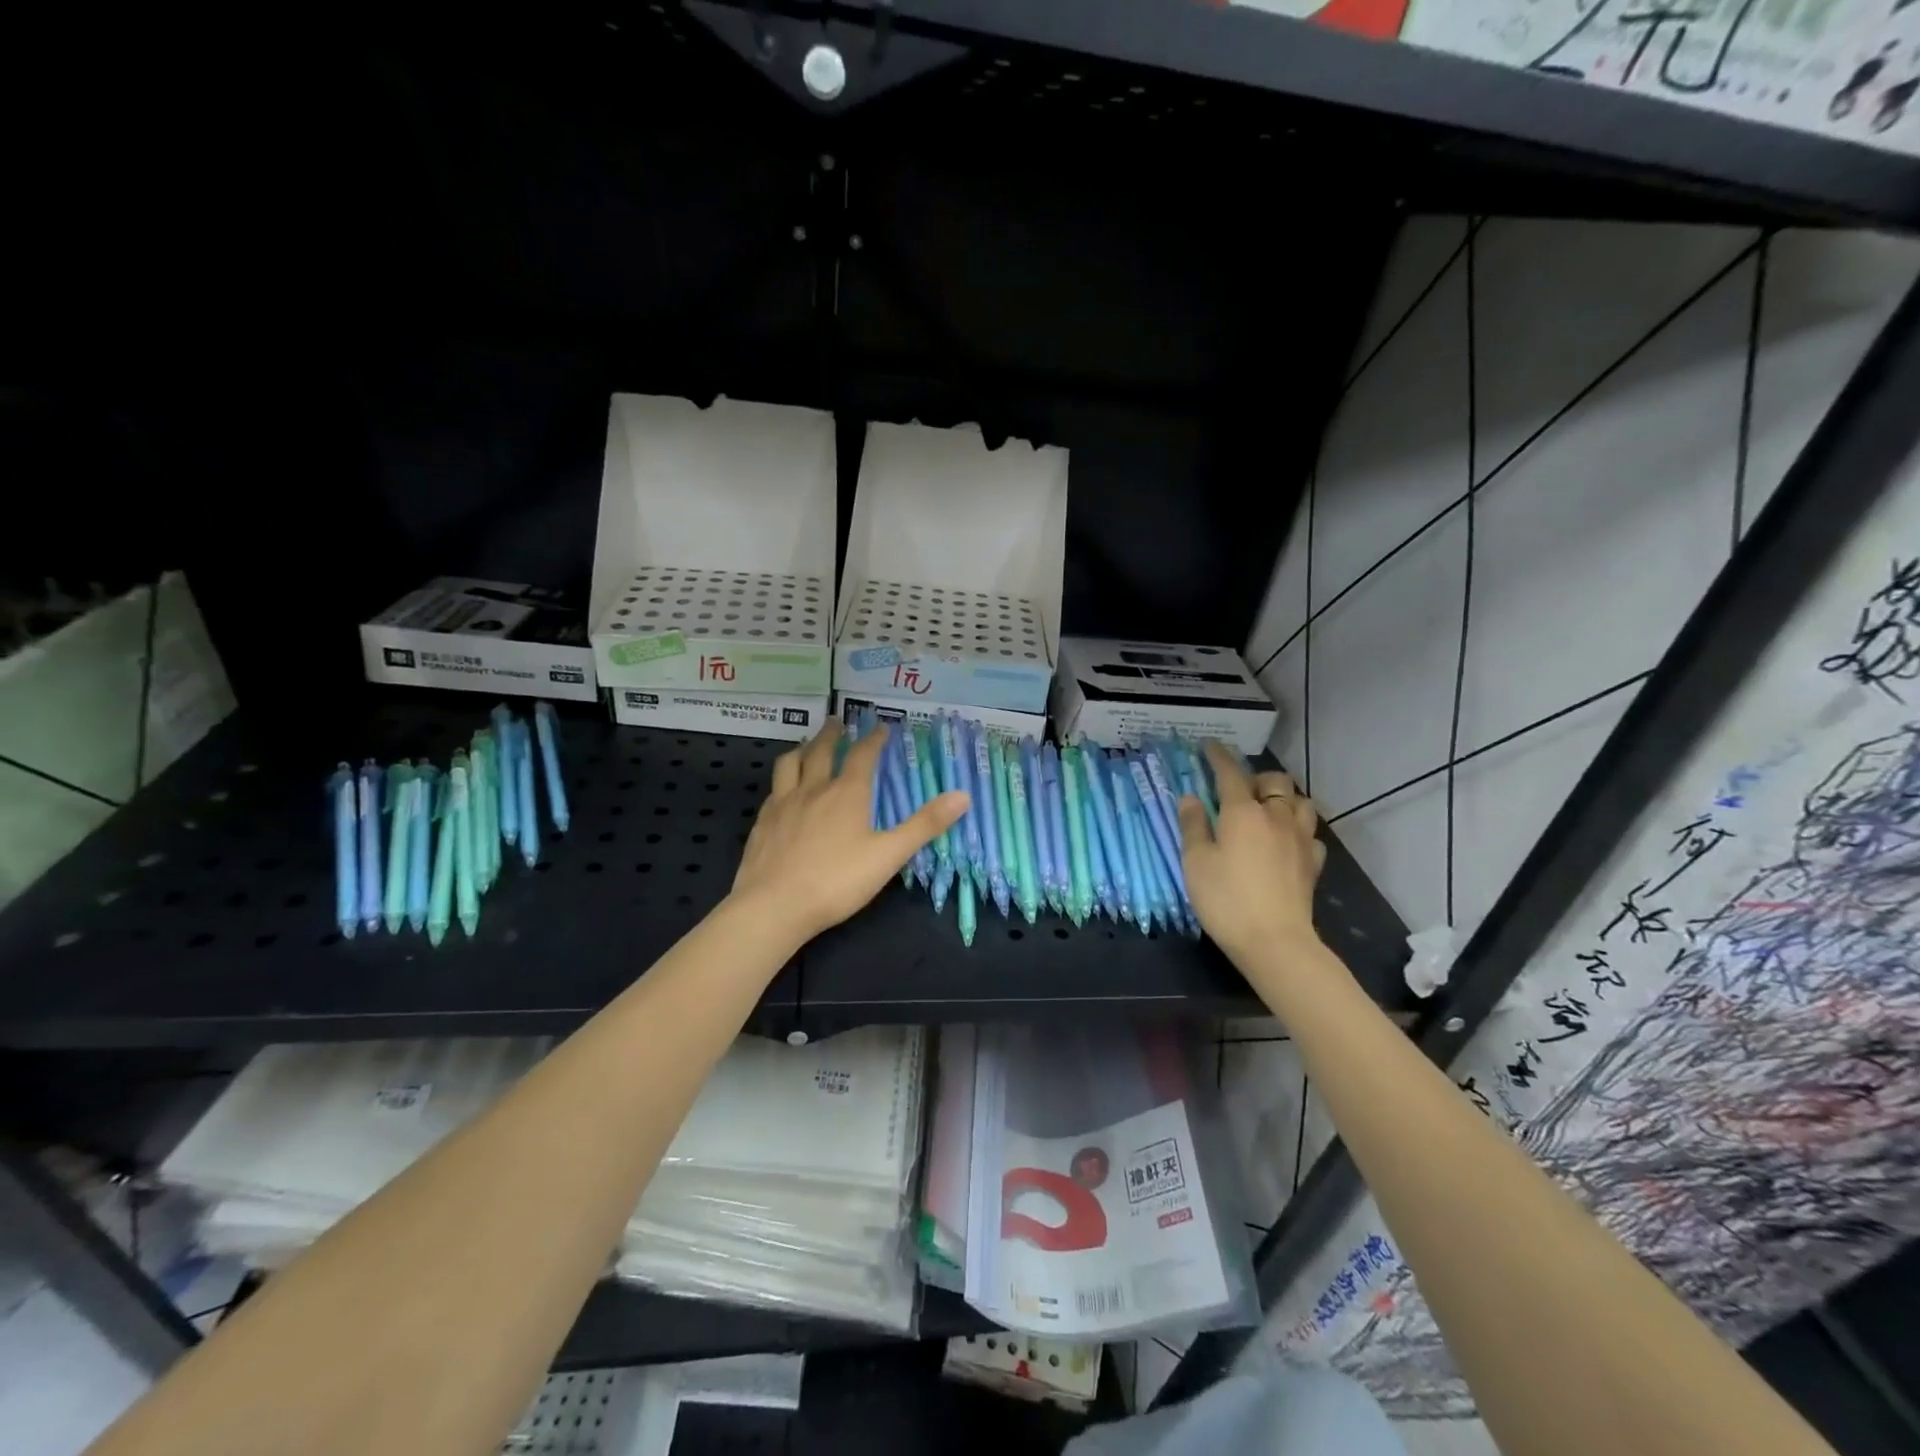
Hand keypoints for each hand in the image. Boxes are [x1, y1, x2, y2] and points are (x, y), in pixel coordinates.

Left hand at [730, 719, 968, 944]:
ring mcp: (783, 804)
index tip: (881, 727)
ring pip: (790, 763)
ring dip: (802, 748)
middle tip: (838, 721)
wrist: (774, 905)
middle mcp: (814, 789)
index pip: (862, 755)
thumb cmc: (837, 881)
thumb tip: (963, 795)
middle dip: (833, 734)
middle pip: (821, 751)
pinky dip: (783, 779)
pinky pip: (773, 789)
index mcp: (847, 794)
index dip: (874, 739)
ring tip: (807, 744)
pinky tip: (783, 789)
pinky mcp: (762, 822)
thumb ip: (924, 825)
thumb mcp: (889, 855)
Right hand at [1177, 741, 1326, 963]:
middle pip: (1275, 780)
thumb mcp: (1195, 862)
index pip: (1230, 773)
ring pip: (1301, 802)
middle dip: (1257, 777)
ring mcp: (1300, 839)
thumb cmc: (1226, 899)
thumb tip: (1190, 798)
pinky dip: (1298, 830)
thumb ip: (1193, 826)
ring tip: (1268, 811)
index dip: (1219, 756)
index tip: (1209, 745)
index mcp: (1243, 812)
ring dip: (1284, 799)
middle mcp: (1276, 817)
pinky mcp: (1313, 864)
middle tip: (1239, 790)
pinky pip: (1310, 834)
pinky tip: (1287, 842)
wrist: (1275, 941)